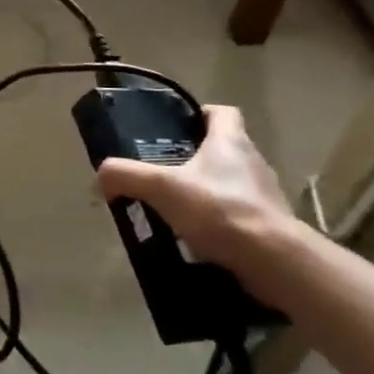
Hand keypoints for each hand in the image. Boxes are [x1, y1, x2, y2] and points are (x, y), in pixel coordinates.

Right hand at [95, 105, 308, 280]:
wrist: (274, 260)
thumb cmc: (220, 209)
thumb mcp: (161, 188)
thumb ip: (125, 176)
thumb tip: (99, 179)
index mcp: (231, 141)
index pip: (222, 113)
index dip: (200, 115)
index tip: (177, 129)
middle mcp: (253, 162)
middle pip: (223, 149)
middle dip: (195, 159)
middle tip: (164, 174)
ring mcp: (266, 196)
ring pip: (231, 184)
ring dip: (207, 194)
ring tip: (176, 211)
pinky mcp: (271, 227)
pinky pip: (239, 217)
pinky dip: (219, 224)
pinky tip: (196, 239)